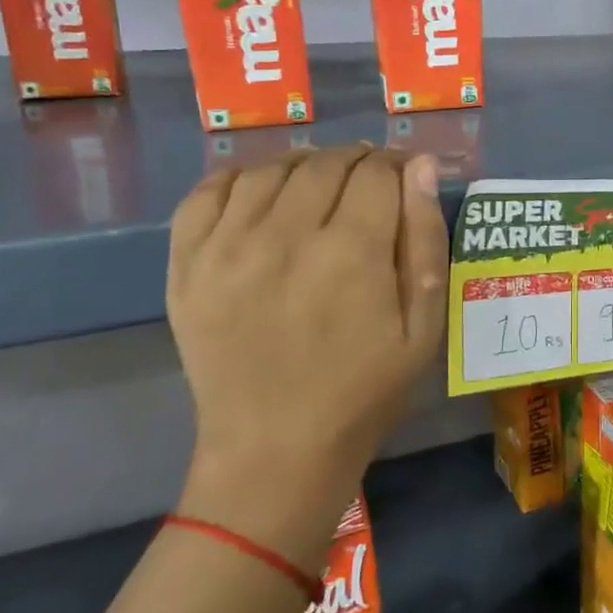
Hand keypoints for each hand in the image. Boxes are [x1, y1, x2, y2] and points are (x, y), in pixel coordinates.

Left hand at [166, 145, 446, 562]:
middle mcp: (285, 236)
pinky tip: (261, 196)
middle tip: (366, 186)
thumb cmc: (364, 390)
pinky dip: (239, 179)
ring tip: (318, 190)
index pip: (376, 171)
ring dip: (303, 167)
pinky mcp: (186, 264)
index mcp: (351, 252)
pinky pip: (207, 191)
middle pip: (325, 163)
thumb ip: (426, 240)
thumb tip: (422, 167)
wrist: (275, 450)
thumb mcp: (423, 326)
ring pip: (270, 169)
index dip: (396, 166)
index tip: (403, 178)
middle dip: (356, 162)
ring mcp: (226, 248)